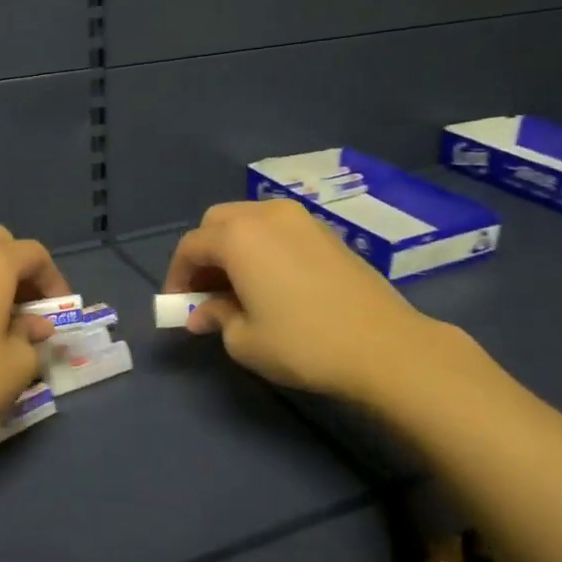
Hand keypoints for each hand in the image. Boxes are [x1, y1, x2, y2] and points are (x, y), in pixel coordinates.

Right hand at [163, 199, 451, 405]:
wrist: (384, 346)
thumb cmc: (303, 343)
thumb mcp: (244, 340)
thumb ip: (216, 317)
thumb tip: (203, 313)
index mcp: (238, 236)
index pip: (191, 246)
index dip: (177, 275)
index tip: (179, 305)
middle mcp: (266, 215)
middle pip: (218, 222)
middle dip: (205, 253)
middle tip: (206, 291)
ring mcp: (301, 219)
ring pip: (250, 220)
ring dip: (234, 246)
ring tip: (238, 286)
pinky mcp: (327, 232)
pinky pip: (279, 229)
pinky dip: (263, 246)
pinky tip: (272, 281)